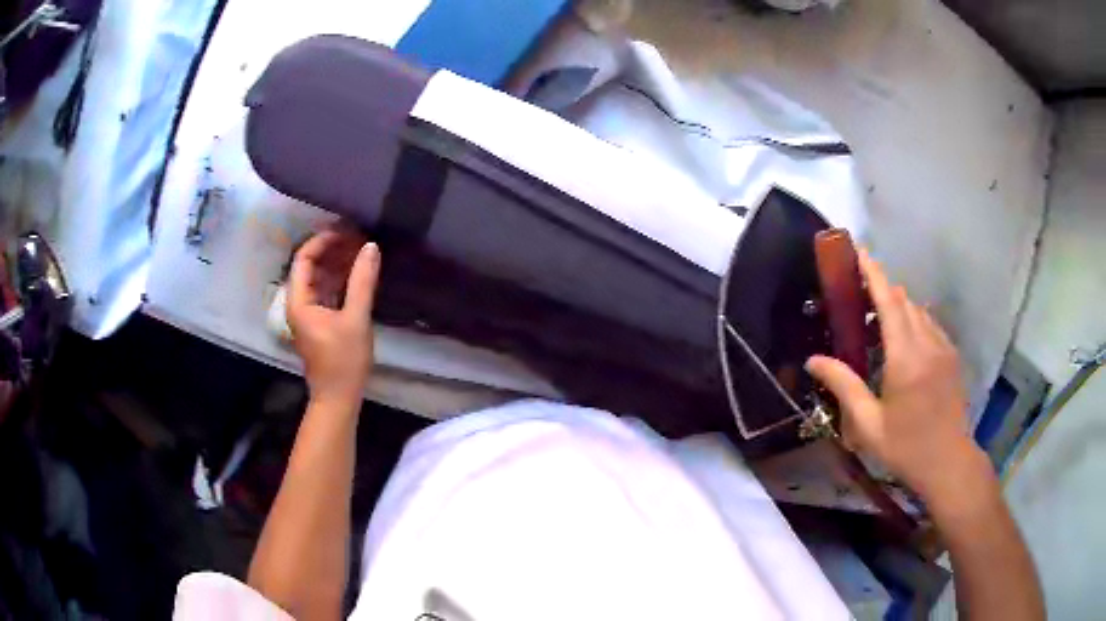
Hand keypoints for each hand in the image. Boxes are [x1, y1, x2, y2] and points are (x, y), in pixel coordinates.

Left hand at [287, 230, 379, 405]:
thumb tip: (371, 246)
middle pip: (311, 266)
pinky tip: (359, 273)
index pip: (304, 258)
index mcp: (299, 301)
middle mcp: (299, 303)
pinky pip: (327, 291)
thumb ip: (362, 281)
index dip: (323, 240)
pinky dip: (340, 280)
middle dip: (333, 249)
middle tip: (359, 238)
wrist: (338, 398)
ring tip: (362, 251)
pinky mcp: (320, 321)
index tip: (347, 231)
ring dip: (338, 264)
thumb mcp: (356, 319)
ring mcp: (309, 313)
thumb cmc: (343, 361)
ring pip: (320, 278)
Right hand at [806, 249, 986, 502]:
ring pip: (919, 310)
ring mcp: (943, 347)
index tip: (859, 251)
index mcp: (905, 358)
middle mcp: (927, 343)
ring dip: (899, 305)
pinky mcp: (952, 356)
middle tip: (860, 292)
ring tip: (879, 318)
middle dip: (883, 288)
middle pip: (904, 300)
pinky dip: (914, 319)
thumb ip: (843, 387)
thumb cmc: (906, 448)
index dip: (874, 274)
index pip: (889, 302)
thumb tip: (813, 360)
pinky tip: (905, 338)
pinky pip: (930, 324)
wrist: (949, 462)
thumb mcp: (868, 425)